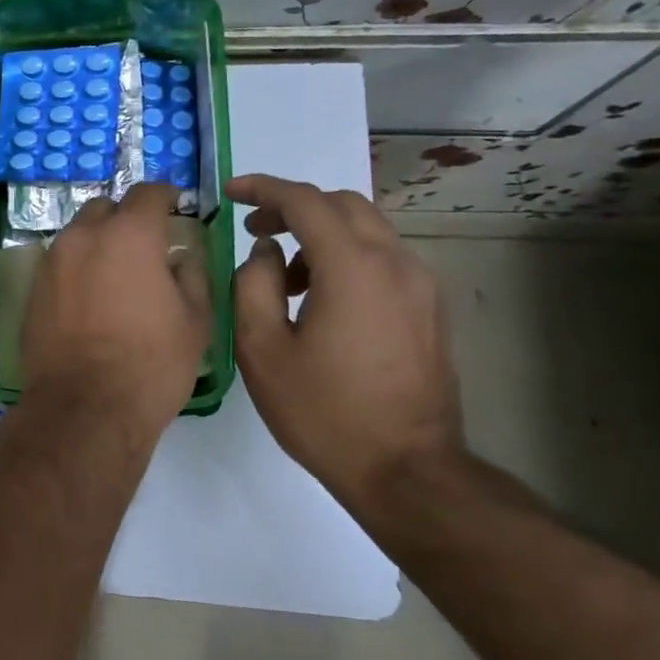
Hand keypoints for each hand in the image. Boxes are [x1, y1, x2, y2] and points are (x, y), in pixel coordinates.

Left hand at [21, 183, 210, 449]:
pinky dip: (77, 269)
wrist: (85, 407)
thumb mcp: (195, 320)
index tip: (175, 206)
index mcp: (129, 234)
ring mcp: (52, 262)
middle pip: (105, 209)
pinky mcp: (32, 289)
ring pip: (78, 235)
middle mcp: (84, 236)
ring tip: (115, 274)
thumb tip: (179, 256)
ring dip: (98, 243)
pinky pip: (59, 264)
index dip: (165, 196)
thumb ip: (191, 274)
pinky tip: (89, 299)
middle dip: (126, 218)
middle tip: (144, 245)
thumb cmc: (151, 363)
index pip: (148, 193)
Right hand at [226, 175, 465, 509]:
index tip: (230, 193)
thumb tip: (266, 252)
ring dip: (321, 234)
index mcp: (353, 267)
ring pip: (367, 230)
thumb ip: (253, 285)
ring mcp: (421, 285)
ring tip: (286, 277)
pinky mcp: (430, 309)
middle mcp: (395, 263)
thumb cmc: (324, 412)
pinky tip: (322, 299)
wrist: (407, 471)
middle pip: (342, 204)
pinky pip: (383, 259)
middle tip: (254, 231)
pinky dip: (346, 257)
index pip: (305, 200)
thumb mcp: (262, 349)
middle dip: (293, 207)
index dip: (262, 189)